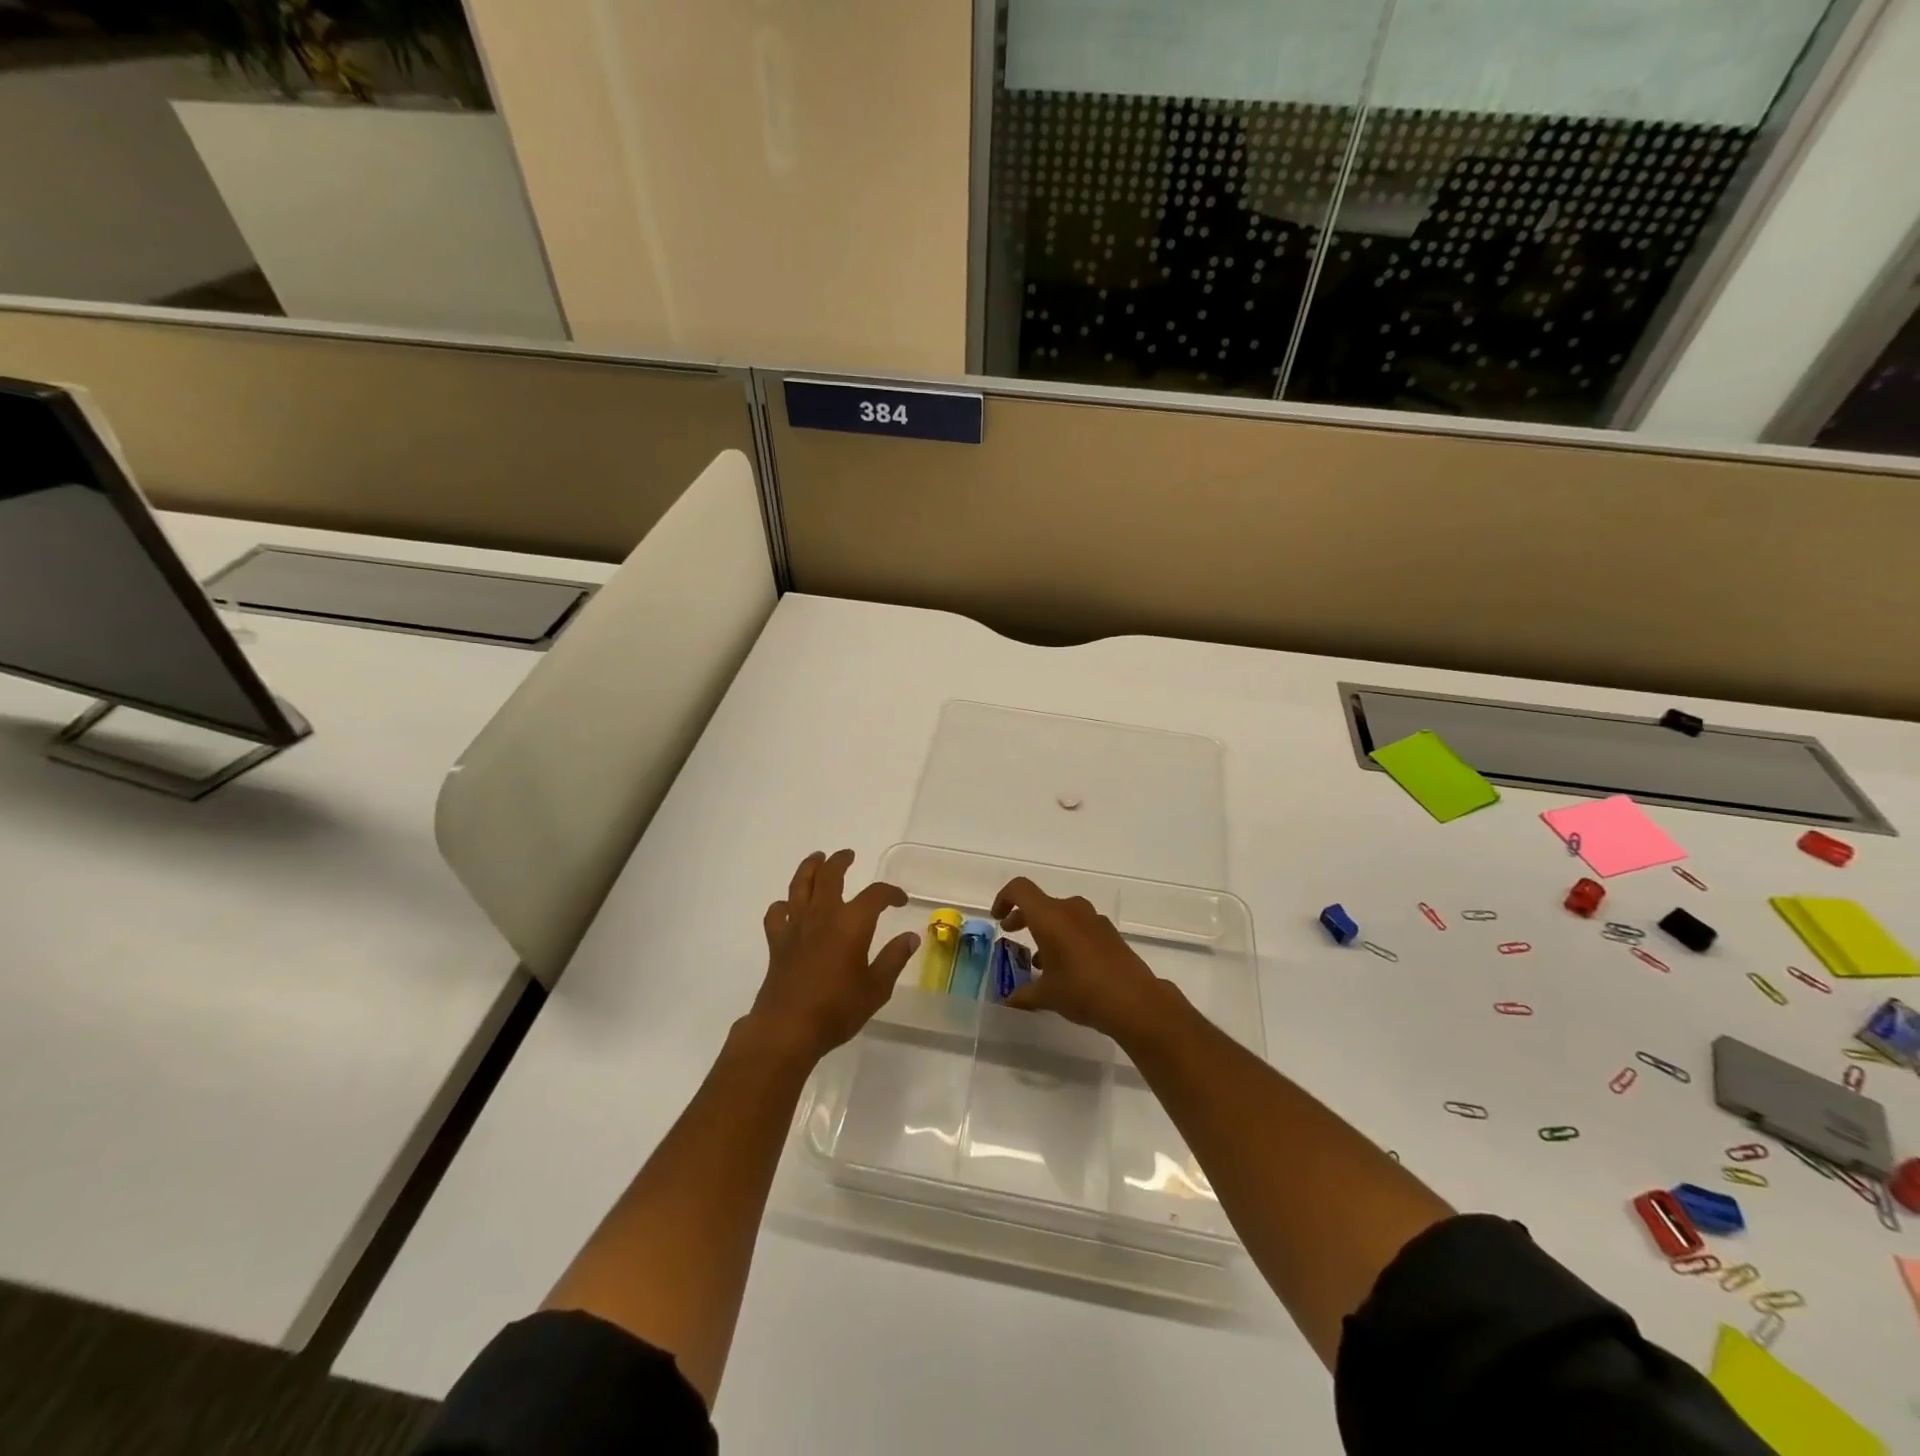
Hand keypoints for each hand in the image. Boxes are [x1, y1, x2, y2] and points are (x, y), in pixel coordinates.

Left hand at [748, 850, 917, 1064]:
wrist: (788, 1028)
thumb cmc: (837, 1009)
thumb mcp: (876, 988)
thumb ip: (894, 959)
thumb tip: (910, 937)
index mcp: (852, 923)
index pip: (876, 895)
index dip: (890, 893)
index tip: (900, 900)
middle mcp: (823, 915)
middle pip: (830, 875)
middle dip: (840, 861)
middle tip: (848, 855)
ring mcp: (796, 925)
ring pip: (800, 884)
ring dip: (809, 868)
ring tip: (817, 859)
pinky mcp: (777, 941)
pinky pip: (777, 912)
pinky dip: (784, 905)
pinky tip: (789, 908)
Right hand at [993, 877, 1166, 1040]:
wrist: (1134, 1000)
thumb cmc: (1081, 990)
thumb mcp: (1046, 995)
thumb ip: (1024, 994)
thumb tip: (1008, 1000)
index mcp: (1049, 916)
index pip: (1020, 889)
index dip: (1004, 899)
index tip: (998, 918)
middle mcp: (1071, 910)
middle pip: (1041, 903)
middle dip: (1023, 916)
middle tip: (1012, 933)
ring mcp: (1094, 920)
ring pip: (1062, 915)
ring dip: (1047, 929)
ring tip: (1040, 960)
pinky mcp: (1110, 933)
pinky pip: (1080, 926)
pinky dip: (1067, 937)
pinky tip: (1067, 967)